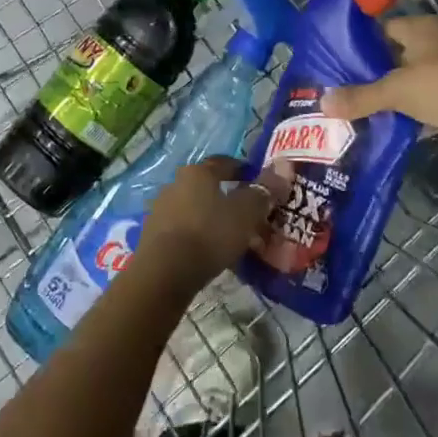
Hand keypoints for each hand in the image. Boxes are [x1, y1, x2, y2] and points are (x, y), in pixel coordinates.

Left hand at [135, 156, 289, 293]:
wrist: (163, 273)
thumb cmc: (209, 234)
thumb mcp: (245, 213)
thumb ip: (264, 191)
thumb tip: (285, 166)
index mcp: (198, 172)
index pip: (224, 163)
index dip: (243, 170)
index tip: (257, 182)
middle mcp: (176, 183)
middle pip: (208, 186)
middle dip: (228, 197)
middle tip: (249, 214)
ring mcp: (161, 209)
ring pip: (195, 208)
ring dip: (212, 217)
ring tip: (232, 236)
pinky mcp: (153, 235)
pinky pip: (183, 228)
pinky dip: (198, 234)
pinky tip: (210, 251)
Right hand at [319, 15, 437, 142]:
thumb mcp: (396, 92)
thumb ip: (361, 97)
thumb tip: (323, 103)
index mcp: (421, 27)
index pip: (384, 27)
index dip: (363, 43)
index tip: (344, 63)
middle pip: (401, 50)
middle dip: (381, 69)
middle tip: (356, 87)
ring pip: (420, 71)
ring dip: (403, 87)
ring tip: (378, 106)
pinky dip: (424, 102)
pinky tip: (410, 121)